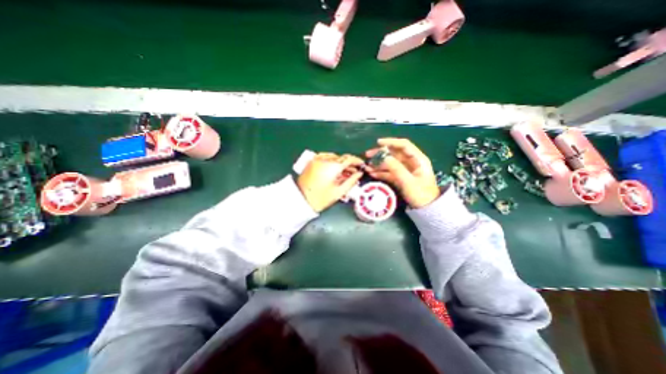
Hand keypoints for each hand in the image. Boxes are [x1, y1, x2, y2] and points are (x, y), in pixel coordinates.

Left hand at [300, 151, 362, 209]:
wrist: (301, 200)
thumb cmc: (321, 198)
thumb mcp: (339, 192)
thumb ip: (351, 181)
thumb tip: (359, 174)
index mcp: (333, 166)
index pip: (349, 159)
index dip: (357, 161)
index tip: (362, 165)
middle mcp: (325, 159)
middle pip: (341, 158)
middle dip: (349, 164)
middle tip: (354, 172)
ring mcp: (317, 159)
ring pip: (333, 157)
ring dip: (340, 163)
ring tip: (344, 173)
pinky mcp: (311, 162)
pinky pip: (325, 157)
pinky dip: (331, 161)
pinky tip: (333, 169)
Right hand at [367, 137, 440, 209]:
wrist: (426, 209)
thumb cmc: (421, 194)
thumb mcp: (408, 181)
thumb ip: (395, 168)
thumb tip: (383, 157)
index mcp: (418, 159)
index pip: (404, 145)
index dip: (391, 142)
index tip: (378, 143)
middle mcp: (411, 162)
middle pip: (394, 154)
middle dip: (381, 154)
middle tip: (368, 155)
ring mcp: (405, 170)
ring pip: (390, 163)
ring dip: (378, 164)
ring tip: (367, 167)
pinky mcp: (400, 178)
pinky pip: (389, 172)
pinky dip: (381, 172)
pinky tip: (372, 174)